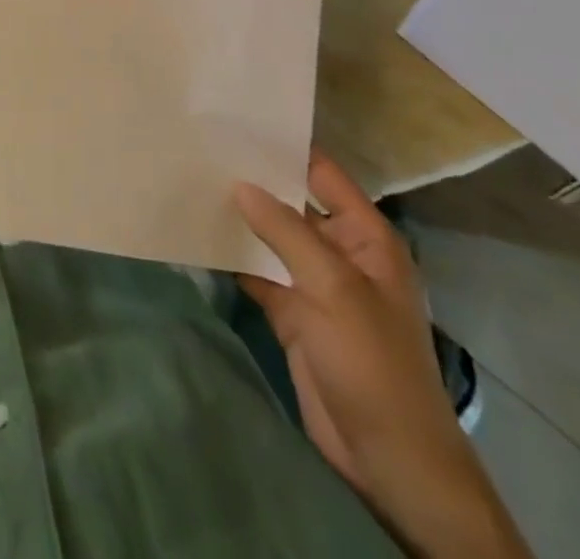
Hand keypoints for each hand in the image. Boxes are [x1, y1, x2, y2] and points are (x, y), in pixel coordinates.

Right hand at [236, 153, 530, 558]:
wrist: (387, 457)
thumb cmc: (372, 361)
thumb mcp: (333, 287)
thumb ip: (285, 231)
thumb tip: (240, 184)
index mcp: (365, 237)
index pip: (322, 174)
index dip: (285, 148)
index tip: (237, 122)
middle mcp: (340, 252)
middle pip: (292, 202)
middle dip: (254, 180)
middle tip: (203, 147)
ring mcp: (315, 283)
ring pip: (272, 237)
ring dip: (241, 217)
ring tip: (192, 180)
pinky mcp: (292, 312)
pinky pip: (258, 271)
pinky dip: (233, 256)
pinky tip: (199, 233)